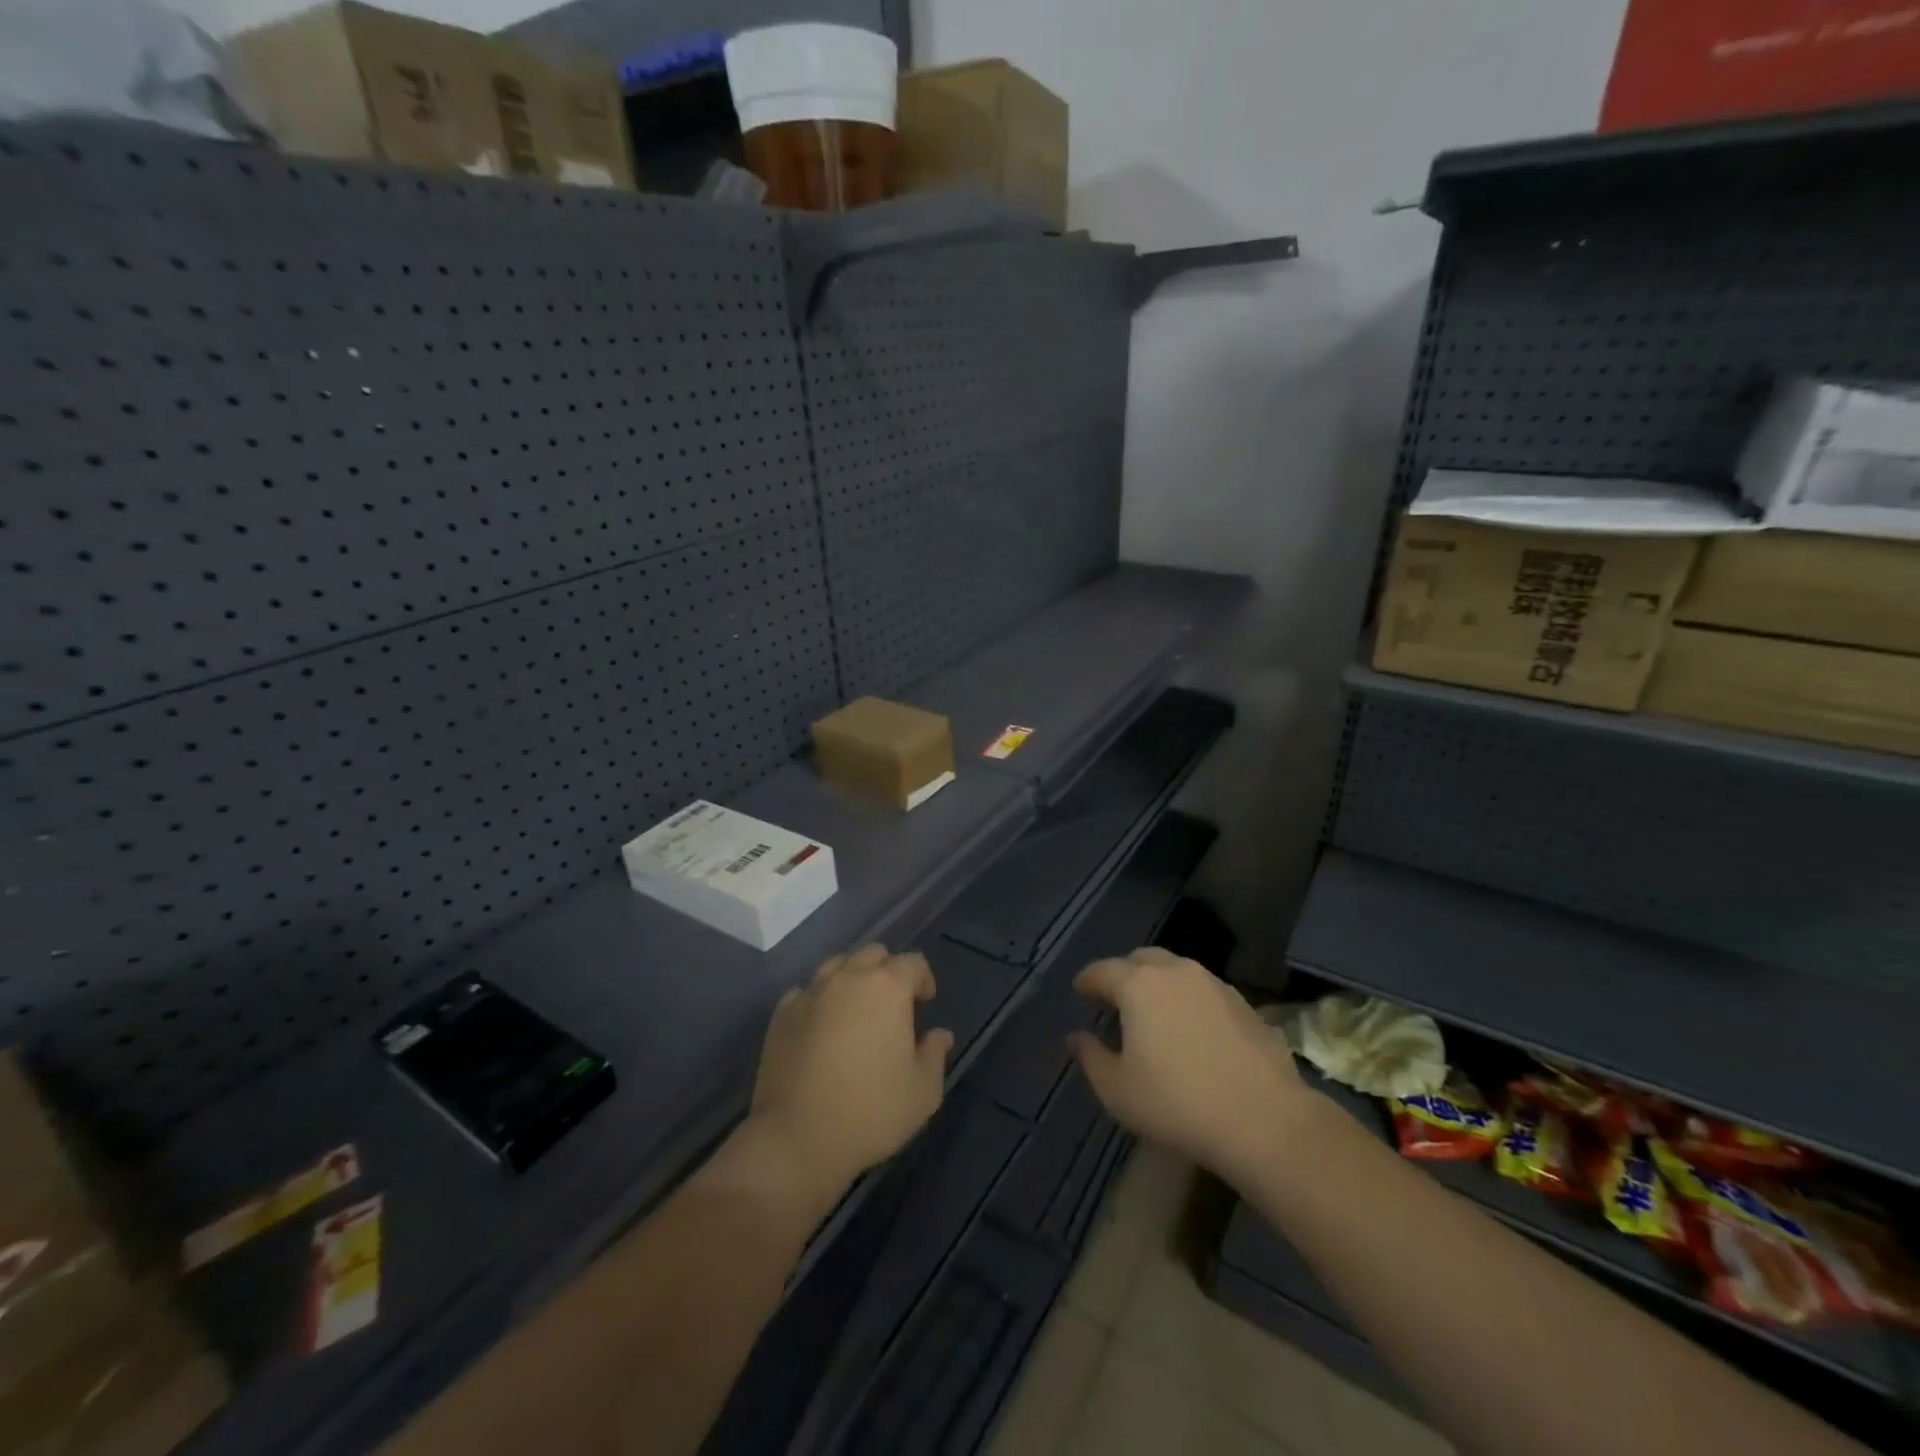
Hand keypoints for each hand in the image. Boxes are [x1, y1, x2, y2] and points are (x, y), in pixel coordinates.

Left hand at [746, 945, 952, 1202]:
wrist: (796, 1139)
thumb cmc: (870, 1112)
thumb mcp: (923, 1092)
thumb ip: (935, 1054)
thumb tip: (939, 1034)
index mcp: (887, 987)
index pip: (913, 963)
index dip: (923, 979)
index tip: (925, 1003)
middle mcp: (848, 977)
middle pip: (873, 954)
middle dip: (888, 971)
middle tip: (893, 1004)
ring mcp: (811, 992)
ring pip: (837, 965)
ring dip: (852, 979)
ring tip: (856, 1010)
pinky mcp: (782, 1013)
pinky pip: (807, 992)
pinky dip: (820, 1000)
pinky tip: (822, 1027)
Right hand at [1070, 948, 1319, 1185]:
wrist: (1264, 1121)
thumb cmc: (1177, 1104)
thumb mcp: (1117, 1090)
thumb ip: (1090, 1057)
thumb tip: (1076, 1037)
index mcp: (1139, 985)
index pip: (1102, 970)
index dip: (1087, 980)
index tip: (1079, 991)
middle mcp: (1176, 972)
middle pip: (1141, 960)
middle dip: (1124, 974)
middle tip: (1115, 999)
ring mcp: (1215, 984)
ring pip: (1177, 971)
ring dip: (1159, 985)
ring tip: (1155, 1014)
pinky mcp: (1245, 1004)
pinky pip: (1205, 992)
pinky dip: (1190, 1001)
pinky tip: (1193, 1031)